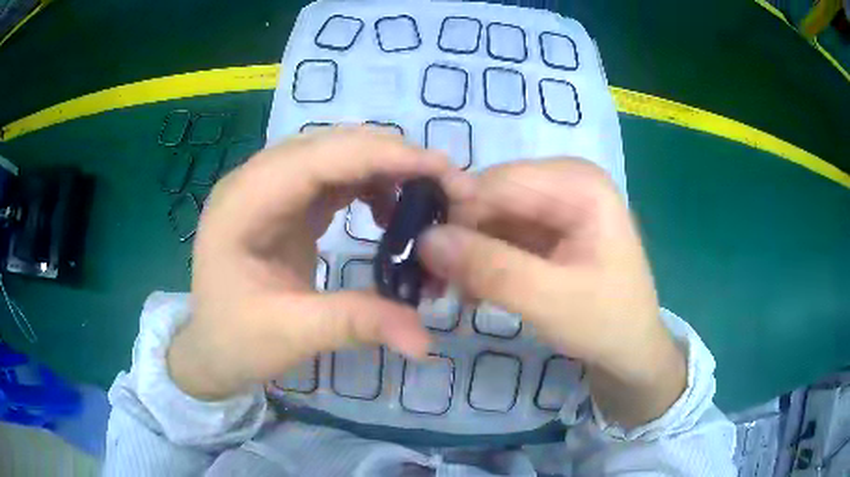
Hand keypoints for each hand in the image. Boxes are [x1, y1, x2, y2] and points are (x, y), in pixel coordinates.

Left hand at [168, 127, 471, 400]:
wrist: (210, 349)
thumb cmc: (236, 342)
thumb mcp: (291, 336)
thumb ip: (356, 325)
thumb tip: (425, 340)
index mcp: (243, 205)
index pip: (316, 158)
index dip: (381, 156)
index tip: (441, 169)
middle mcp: (254, 182)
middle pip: (329, 145)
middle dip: (392, 156)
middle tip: (447, 184)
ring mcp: (269, 188)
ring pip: (335, 154)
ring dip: (384, 167)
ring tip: (425, 197)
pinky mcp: (284, 202)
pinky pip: (333, 175)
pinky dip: (369, 183)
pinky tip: (388, 210)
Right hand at [418, 159, 684, 427]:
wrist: (631, 349)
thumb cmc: (606, 324)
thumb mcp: (551, 301)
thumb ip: (490, 268)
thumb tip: (424, 240)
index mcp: (579, 183)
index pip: (497, 182)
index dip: (456, 216)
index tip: (424, 260)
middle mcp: (565, 180)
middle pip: (491, 195)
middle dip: (460, 237)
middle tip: (436, 284)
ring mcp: (556, 202)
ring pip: (489, 215)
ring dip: (466, 252)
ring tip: (454, 293)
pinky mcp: (547, 225)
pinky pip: (499, 232)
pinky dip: (481, 259)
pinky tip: (474, 289)